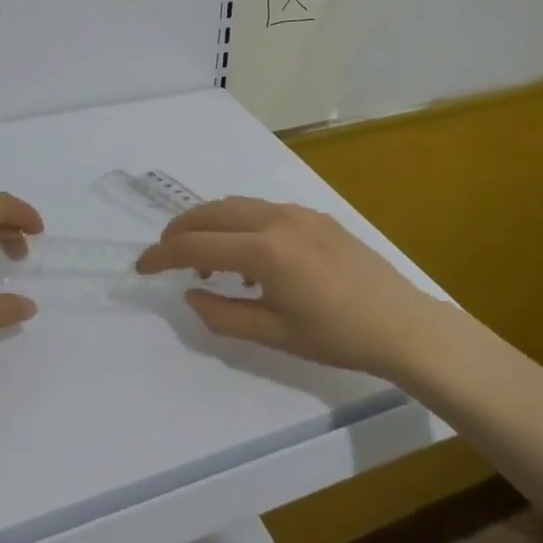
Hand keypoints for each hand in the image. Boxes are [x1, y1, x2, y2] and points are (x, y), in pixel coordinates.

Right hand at [135, 197, 445, 376]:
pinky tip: (247, 255)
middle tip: (164, 255)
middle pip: (210, 212)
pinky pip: (261, 209)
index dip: (162, 256)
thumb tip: (191, 294)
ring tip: (205, 260)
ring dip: (209, 224)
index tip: (141, 268)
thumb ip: (223, 315)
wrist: (401, 323)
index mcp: (263, 251)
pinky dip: (239, 223)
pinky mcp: (314, 215)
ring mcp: (297, 212)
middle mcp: (275, 219)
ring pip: (235, 205)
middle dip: (179, 230)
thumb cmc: (337, 337)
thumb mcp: (274, 335)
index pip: (195, 246)